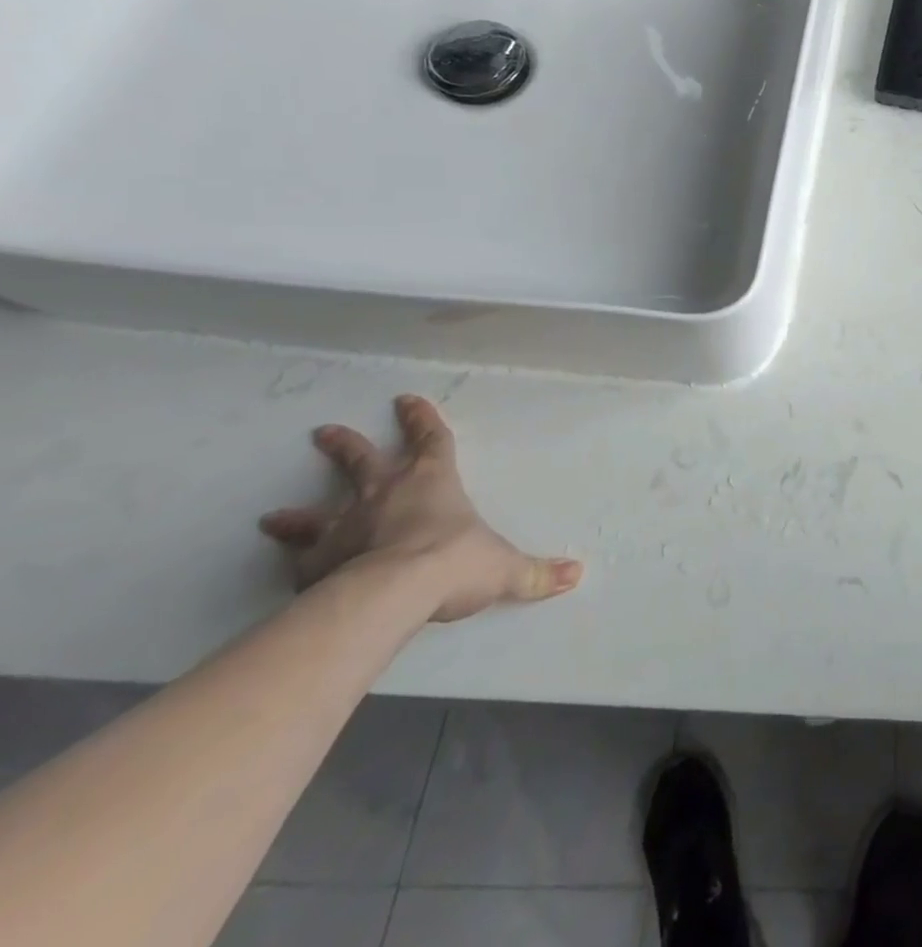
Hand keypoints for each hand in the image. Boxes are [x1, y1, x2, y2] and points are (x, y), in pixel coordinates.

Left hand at [259, 394, 582, 621]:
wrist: (393, 593)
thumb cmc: (454, 562)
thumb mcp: (505, 568)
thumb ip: (536, 574)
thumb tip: (576, 575)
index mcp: (432, 482)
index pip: (430, 440)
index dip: (421, 420)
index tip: (405, 400)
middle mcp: (384, 495)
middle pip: (361, 462)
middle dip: (346, 446)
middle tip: (324, 432)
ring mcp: (344, 529)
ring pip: (316, 513)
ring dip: (297, 514)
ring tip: (272, 517)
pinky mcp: (315, 566)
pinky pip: (300, 562)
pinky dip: (292, 565)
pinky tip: (284, 572)